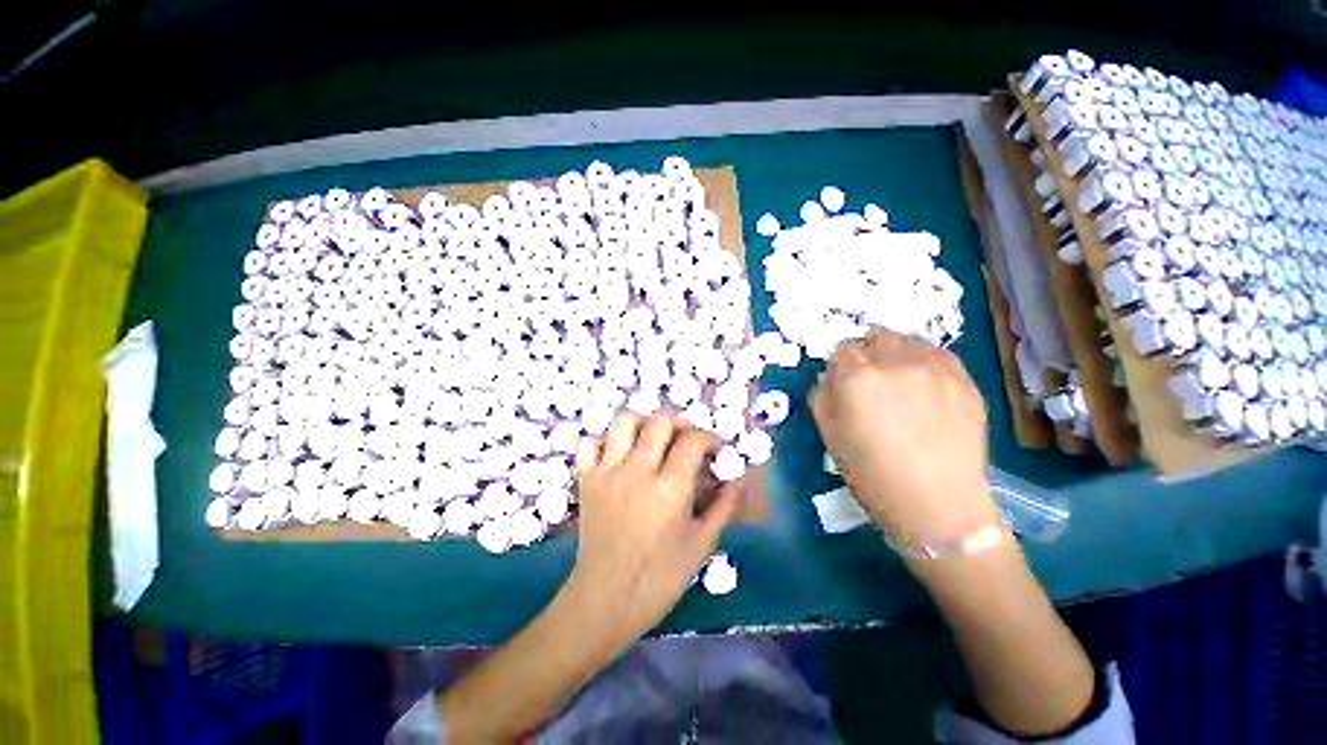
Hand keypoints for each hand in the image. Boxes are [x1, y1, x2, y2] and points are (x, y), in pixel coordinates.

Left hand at [569, 412, 743, 644]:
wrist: (605, 600)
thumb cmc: (660, 578)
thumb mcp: (701, 545)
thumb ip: (724, 507)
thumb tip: (740, 480)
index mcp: (670, 489)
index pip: (693, 441)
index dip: (709, 438)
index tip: (714, 450)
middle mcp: (638, 472)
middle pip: (660, 421)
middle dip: (680, 424)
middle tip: (686, 440)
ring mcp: (608, 473)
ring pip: (624, 422)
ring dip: (644, 423)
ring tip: (653, 438)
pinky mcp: (586, 479)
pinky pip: (590, 443)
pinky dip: (605, 441)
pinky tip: (618, 454)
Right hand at [809, 327, 995, 545]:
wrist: (939, 507)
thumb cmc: (872, 475)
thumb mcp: (830, 436)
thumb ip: (822, 397)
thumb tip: (828, 377)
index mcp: (858, 378)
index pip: (841, 349)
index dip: (838, 365)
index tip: (840, 381)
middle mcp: (896, 363)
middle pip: (875, 336)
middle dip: (865, 352)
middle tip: (867, 378)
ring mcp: (935, 369)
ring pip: (907, 340)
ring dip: (894, 352)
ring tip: (895, 378)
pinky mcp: (964, 381)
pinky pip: (937, 353)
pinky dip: (922, 359)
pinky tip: (921, 381)